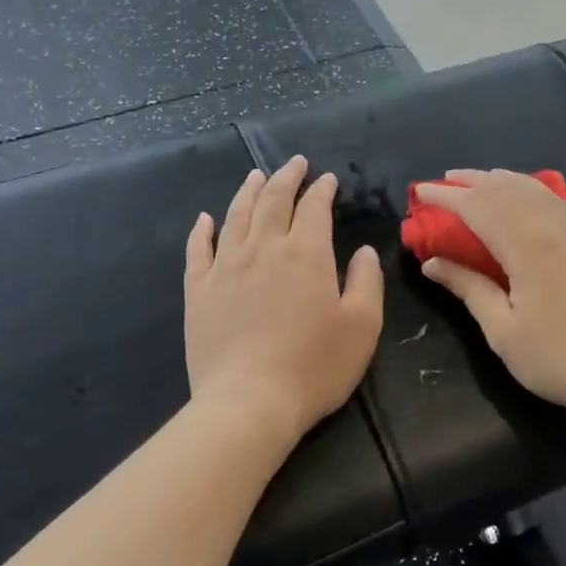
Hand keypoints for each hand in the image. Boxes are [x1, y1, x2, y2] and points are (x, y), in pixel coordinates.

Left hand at [185, 156, 383, 443]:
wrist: (249, 402)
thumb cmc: (314, 366)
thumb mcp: (362, 325)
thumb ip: (367, 281)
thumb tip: (363, 250)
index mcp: (306, 254)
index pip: (314, 208)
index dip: (322, 190)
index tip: (327, 179)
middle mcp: (263, 249)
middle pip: (273, 201)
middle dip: (286, 178)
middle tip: (294, 163)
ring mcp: (225, 268)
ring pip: (236, 216)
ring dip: (248, 192)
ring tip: (255, 176)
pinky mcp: (198, 292)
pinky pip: (198, 250)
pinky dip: (202, 230)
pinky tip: (205, 219)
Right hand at [418, 169, 565, 420]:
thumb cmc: (562, 358)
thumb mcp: (504, 331)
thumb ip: (469, 289)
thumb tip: (433, 263)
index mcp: (526, 246)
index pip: (478, 207)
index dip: (446, 197)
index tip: (421, 192)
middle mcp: (553, 226)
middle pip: (507, 189)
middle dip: (473, 181)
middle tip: (445, 180)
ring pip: (536, 190)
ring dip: (503, 180)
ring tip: (481, 180)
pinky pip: (558, 201)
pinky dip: (533, 190)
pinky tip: (529, 197)